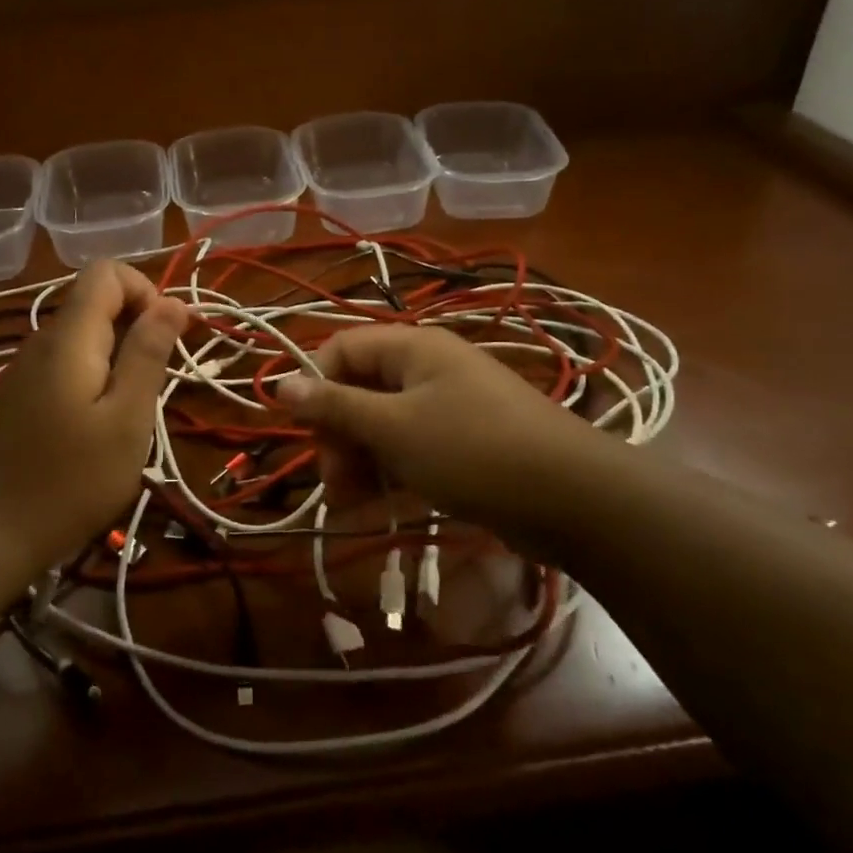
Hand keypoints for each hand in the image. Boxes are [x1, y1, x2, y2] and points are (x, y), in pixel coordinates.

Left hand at [0, 261, 189, 575]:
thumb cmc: (70, 480)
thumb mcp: (127, 419)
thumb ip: (148, 353)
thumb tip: (173, 302)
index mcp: (71, 337)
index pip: (107, 271)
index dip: (146, 289)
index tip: (167, 336)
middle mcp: (44, 340)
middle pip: (96, 301)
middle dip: (138, 326)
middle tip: (157, 383)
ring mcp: (28, 369)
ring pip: (84, 335)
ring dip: (120, 356)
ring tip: (134, 409)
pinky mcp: (22, 396)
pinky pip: (69, 363)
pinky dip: (97, 376)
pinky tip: (101, 424)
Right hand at [275, 324, 626, 536]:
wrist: (572, 496)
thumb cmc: (472, 450)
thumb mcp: (394, 428)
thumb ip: (335, 406)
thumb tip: (281, 383)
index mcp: (412, 347)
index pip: (342, 348)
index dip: (316, 385)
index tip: (306, 432)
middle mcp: (428, 368)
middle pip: (360, 388)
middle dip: (338, 433)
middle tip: (333, 481)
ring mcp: (448, 404)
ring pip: (383, 422)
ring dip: (360, 459)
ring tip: (351, 502)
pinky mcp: (463, 440)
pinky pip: (411, 446)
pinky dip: (390, 470)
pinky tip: (379, 504)